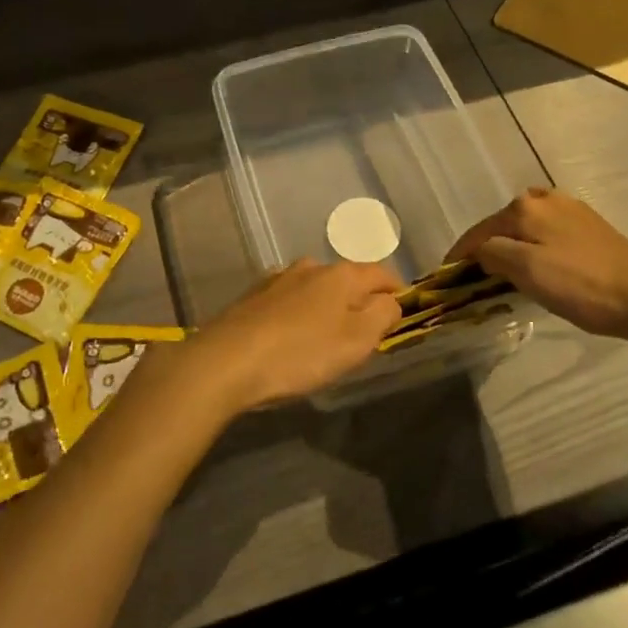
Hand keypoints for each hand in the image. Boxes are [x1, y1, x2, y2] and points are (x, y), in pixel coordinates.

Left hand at [168, 260, 403, 414]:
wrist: (225, 361)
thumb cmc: (301, 353)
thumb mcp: (356, 340)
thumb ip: (383, 315)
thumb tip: (391, 301)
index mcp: (342, 274)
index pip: (381, 273)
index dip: (396, 292)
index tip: (402, 313)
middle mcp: (311, 267)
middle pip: (347, 279)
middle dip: (359, 300)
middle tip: (364, 332)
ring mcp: (278, 279)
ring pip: (315, 288)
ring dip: (326, 306)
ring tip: (326, 336)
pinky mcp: (253, 296)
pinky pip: (289, 300)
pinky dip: (299, 313)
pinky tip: (291, 335)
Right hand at [448, 187, 627, 341]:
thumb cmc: (581, 286)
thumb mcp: (527, 272)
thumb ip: (492, 255)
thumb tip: (479, 251)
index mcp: (525, 207)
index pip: (479, 232)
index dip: (459, 255)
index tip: (444, 276)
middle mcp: (545, 198)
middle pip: (502, 226)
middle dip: (485, 249)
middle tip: (473, 279)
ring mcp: (571, 210)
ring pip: (525, 228)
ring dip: (510, 248)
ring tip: (502, 273)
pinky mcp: (590, 226)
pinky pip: (547, 233)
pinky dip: (533, 248)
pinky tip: (537, 265)